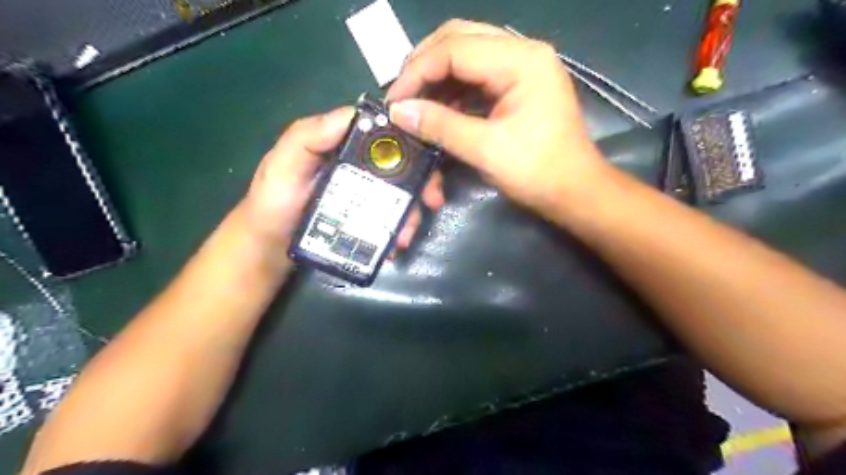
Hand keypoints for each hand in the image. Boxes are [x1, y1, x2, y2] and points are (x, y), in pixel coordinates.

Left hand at [241, 108, 444, 266]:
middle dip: (423, 182)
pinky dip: (400, 229)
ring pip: (401, 196)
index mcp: (342, 147)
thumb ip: (307, 137)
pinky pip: (390, 219)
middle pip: (401, 167)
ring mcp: (364, 195)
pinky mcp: (365, 218)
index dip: (410, 141)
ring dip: (412, 212)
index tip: (427, 159)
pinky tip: (397, 244)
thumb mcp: (282, 165)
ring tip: (405, 236)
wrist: (268, 248)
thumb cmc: (271, 203)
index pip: (383, 134)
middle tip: (433, 202)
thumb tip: (354, 114)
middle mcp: (358, 167)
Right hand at [386, 21, 612, 212]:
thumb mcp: (486, 149)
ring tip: (415, 103)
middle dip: (424, 64)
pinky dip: (453, 91)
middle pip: (459, 38)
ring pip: (466, 54)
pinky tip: (438, 110)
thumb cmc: (537, 172)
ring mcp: (522, 68)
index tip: (393, 100)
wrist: (574, 192)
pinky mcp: (517, 86)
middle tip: (402, 93)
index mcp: (521, 61)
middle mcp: (522, 53)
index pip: (455, 48)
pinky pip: (476, 76)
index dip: (417, 71)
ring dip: (437, 77)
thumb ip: (441, 125)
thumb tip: (398, 111)